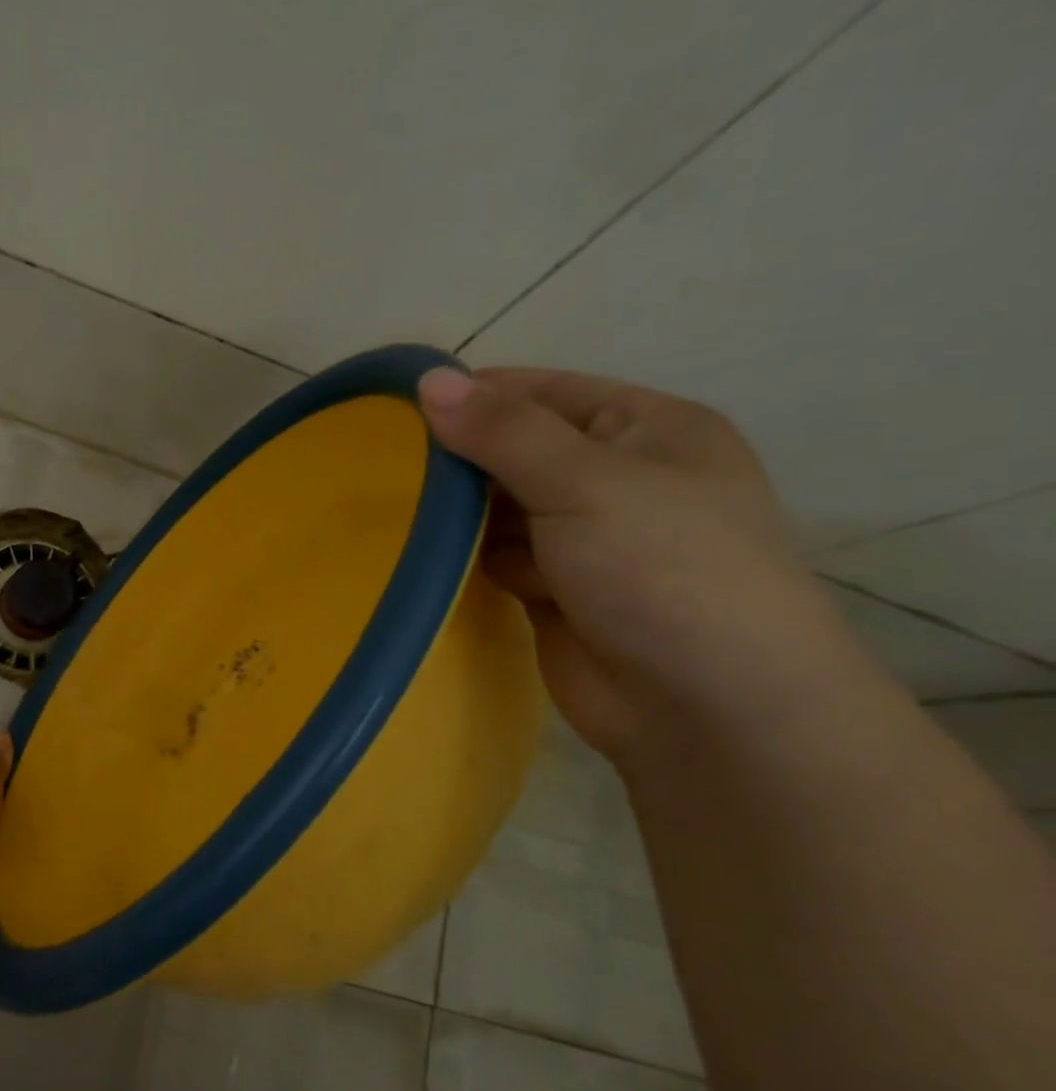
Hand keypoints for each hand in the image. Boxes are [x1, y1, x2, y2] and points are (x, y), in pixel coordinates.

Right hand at [418, 366, 853, 760]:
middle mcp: (617, 480)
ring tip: (394, 510)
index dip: (476, 395)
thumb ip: (504, 432)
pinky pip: (497, 557)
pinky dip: (467, 557)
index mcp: (647, 432)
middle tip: (382, 463)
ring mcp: (585, 541)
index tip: (400, 406)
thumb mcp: (587, 483)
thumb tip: (429, 381)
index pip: (544, 392)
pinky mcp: (554, 592)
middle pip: (517, 451)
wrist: (708, 709)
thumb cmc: (664, 571)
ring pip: (501, 508)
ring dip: (458, 513)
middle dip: (459, 458)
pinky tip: (426, 558)